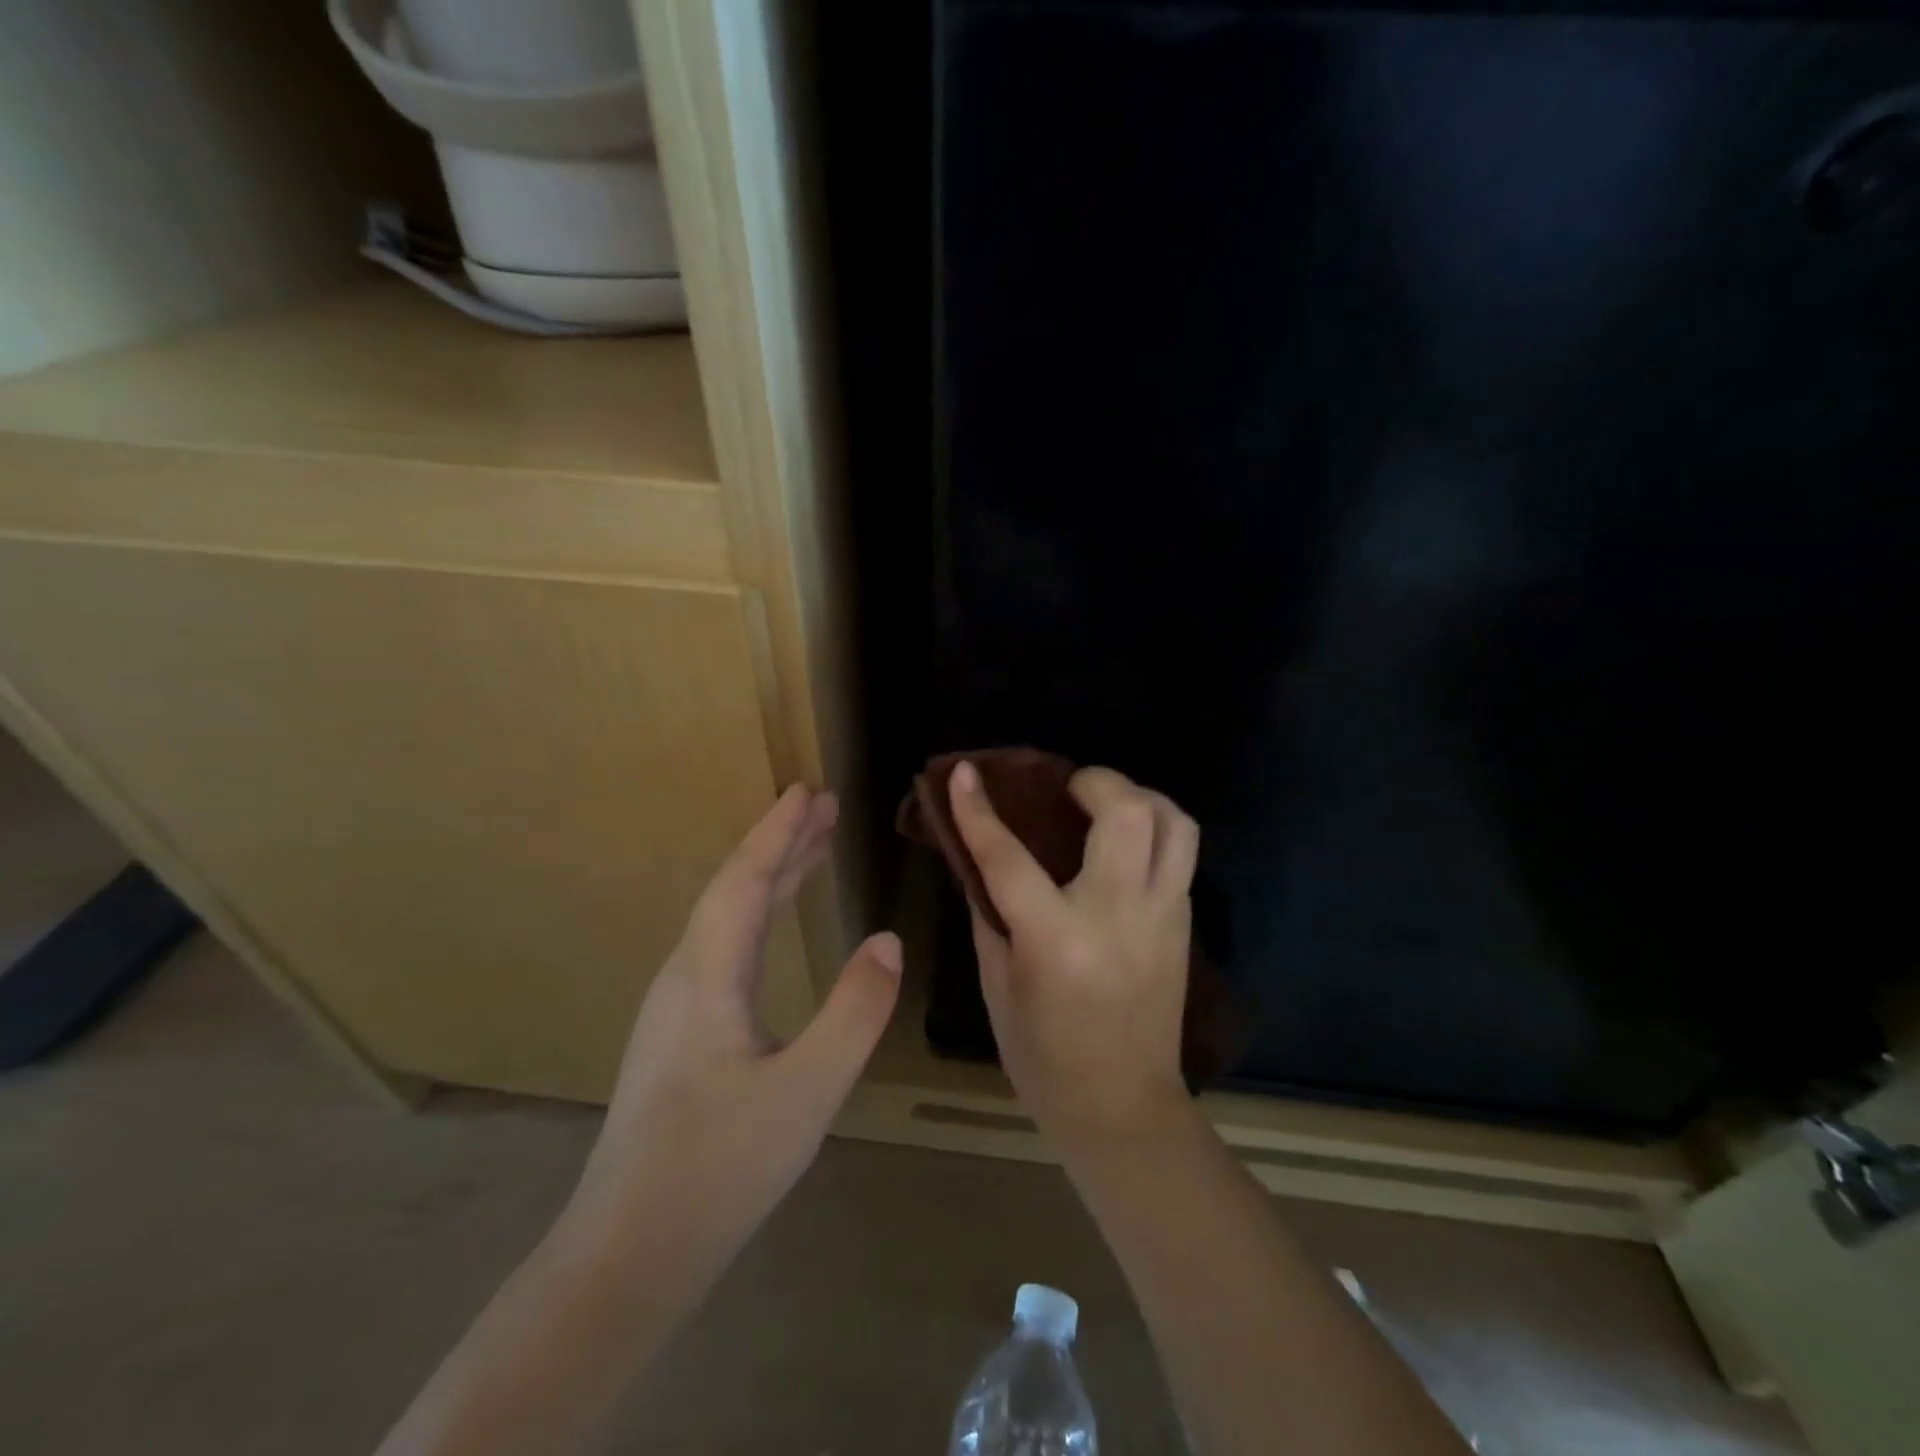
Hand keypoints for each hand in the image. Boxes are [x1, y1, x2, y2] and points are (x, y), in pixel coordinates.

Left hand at [564, 785, 901, 1267]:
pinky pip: (724, 947)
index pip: (745, 881)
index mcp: (707, 975)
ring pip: (726, 919)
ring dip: (770, 877)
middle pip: (734, 889)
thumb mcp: (807, 1090)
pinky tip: (773, 930)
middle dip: (780, 844)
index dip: (778, 832)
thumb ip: (853, 1012)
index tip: (809, 790)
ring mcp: (676, 1007)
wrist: (628, 1252)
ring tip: (811, 851)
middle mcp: (684, 976)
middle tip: (823, 807)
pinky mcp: (679, 1034)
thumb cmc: (719, 1168)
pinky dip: (758, 915)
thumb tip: (889, 941)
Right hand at [948, 761, 1197, 1149]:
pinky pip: (1180, 856)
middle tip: (1071, 788)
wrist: (1123, 1109)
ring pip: (1176, 826)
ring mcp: (1161, 918)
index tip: (965, 772)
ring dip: (1142, 798)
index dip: (980, 810)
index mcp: (1056, 940)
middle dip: (1098, 782)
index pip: (1009, 858)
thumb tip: (980, 861)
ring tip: (1109, 805)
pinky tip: (1124, 849)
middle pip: (1127, 815)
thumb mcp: (998, 987)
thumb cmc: (1044, 1058)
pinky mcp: (1184, 925)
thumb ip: (990, 916)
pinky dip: (1155, 833)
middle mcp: (1116, 916)